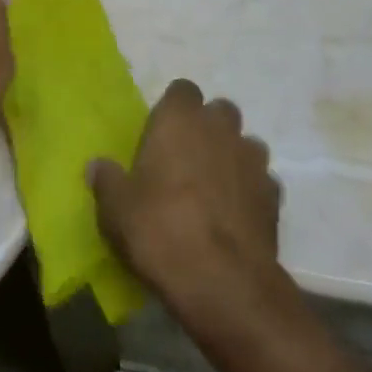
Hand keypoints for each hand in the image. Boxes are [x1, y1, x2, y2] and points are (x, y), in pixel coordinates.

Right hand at [89, 79, 282, 317]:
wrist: (222, 282)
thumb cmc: (159, 230)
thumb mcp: (115, 209)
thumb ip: (107, 181)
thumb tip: (97, 166)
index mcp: (179, 120)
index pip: (182, 90)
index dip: (173, 108)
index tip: (161, 133)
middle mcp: (220, 129)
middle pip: (219, 111)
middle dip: (208, 128)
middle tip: (187, 159)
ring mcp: (253, 161)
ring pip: (246, 144)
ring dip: (233, 157)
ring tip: (214, 188)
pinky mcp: (275, 196)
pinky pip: (262, 181)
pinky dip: (250, 191)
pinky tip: (235, 216)